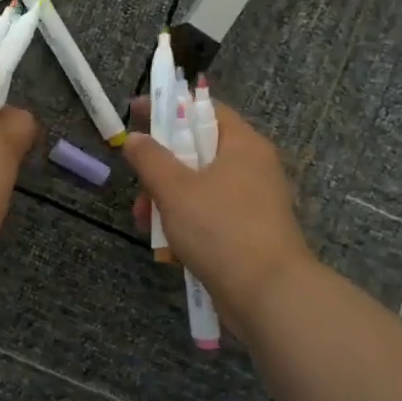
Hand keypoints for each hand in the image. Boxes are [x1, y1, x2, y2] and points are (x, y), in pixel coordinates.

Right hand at [123, 97, 313, 321]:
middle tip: (138, 190)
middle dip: (160, 170)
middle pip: (197, 151)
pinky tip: (168, 246)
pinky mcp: (249, 231)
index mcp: (242, 144)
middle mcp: (253, 166)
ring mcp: (253, 201)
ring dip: (167, 200)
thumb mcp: (175, 189)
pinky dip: (186, 222)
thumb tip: (135, 138)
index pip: (203, 109)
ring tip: (147, 225)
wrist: (267, 292)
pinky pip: (210, 214)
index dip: (168, 108)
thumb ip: (150, 159)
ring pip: (199, 186)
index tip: (135, 114)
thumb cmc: (220, 228)